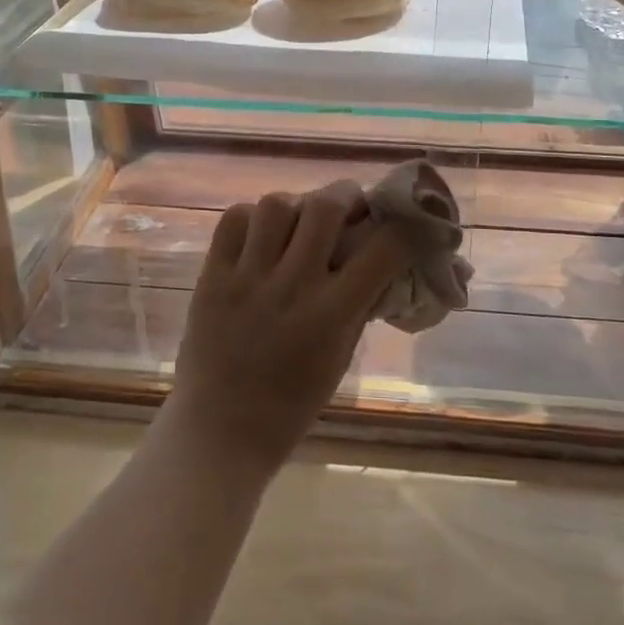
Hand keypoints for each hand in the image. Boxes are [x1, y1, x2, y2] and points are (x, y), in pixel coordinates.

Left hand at [163, 182, 409, 474]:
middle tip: (349, 206)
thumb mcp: (340, 354)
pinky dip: (252, 218)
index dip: (407, 227)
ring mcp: (247, 277)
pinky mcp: (212, 275)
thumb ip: (360, 301)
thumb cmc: (292, 401)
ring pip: (276, 204)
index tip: (411, 220)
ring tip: (299, 222)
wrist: (221, 429)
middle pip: (324, 207)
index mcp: (331, 315)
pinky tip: (261, 235)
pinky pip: (234, 219)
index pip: (383, 249)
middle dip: (345, 195)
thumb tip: (384, 256)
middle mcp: (291, 287)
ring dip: (296, 205)